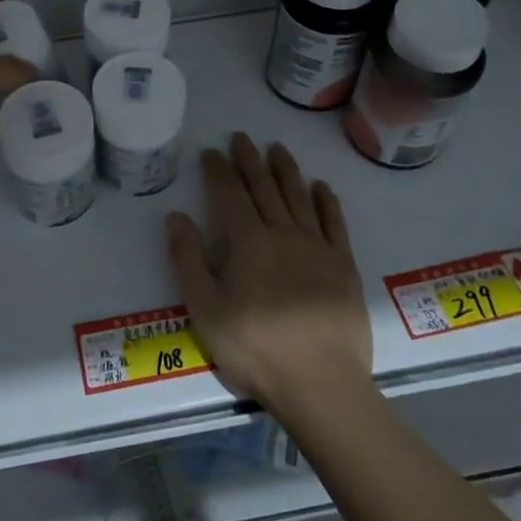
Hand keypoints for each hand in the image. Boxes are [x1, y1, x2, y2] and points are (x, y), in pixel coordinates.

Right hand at [164, 133, 372, 417]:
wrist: (320, 382)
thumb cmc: (254, 348)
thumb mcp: (204, 309)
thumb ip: (188, 260)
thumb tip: (176, 216)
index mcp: (248, 242)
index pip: (229, 195)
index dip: (218, 171)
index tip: (211, 152)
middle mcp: (283, 234)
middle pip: (264, 188)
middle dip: (250, 161)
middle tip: (242, 138)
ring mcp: (318, 247)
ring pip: (299, 197)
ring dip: (287, 170)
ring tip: (278, 148)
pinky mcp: (344, 266)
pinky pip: (334, 223)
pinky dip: (326, 201)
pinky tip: (321, 187)